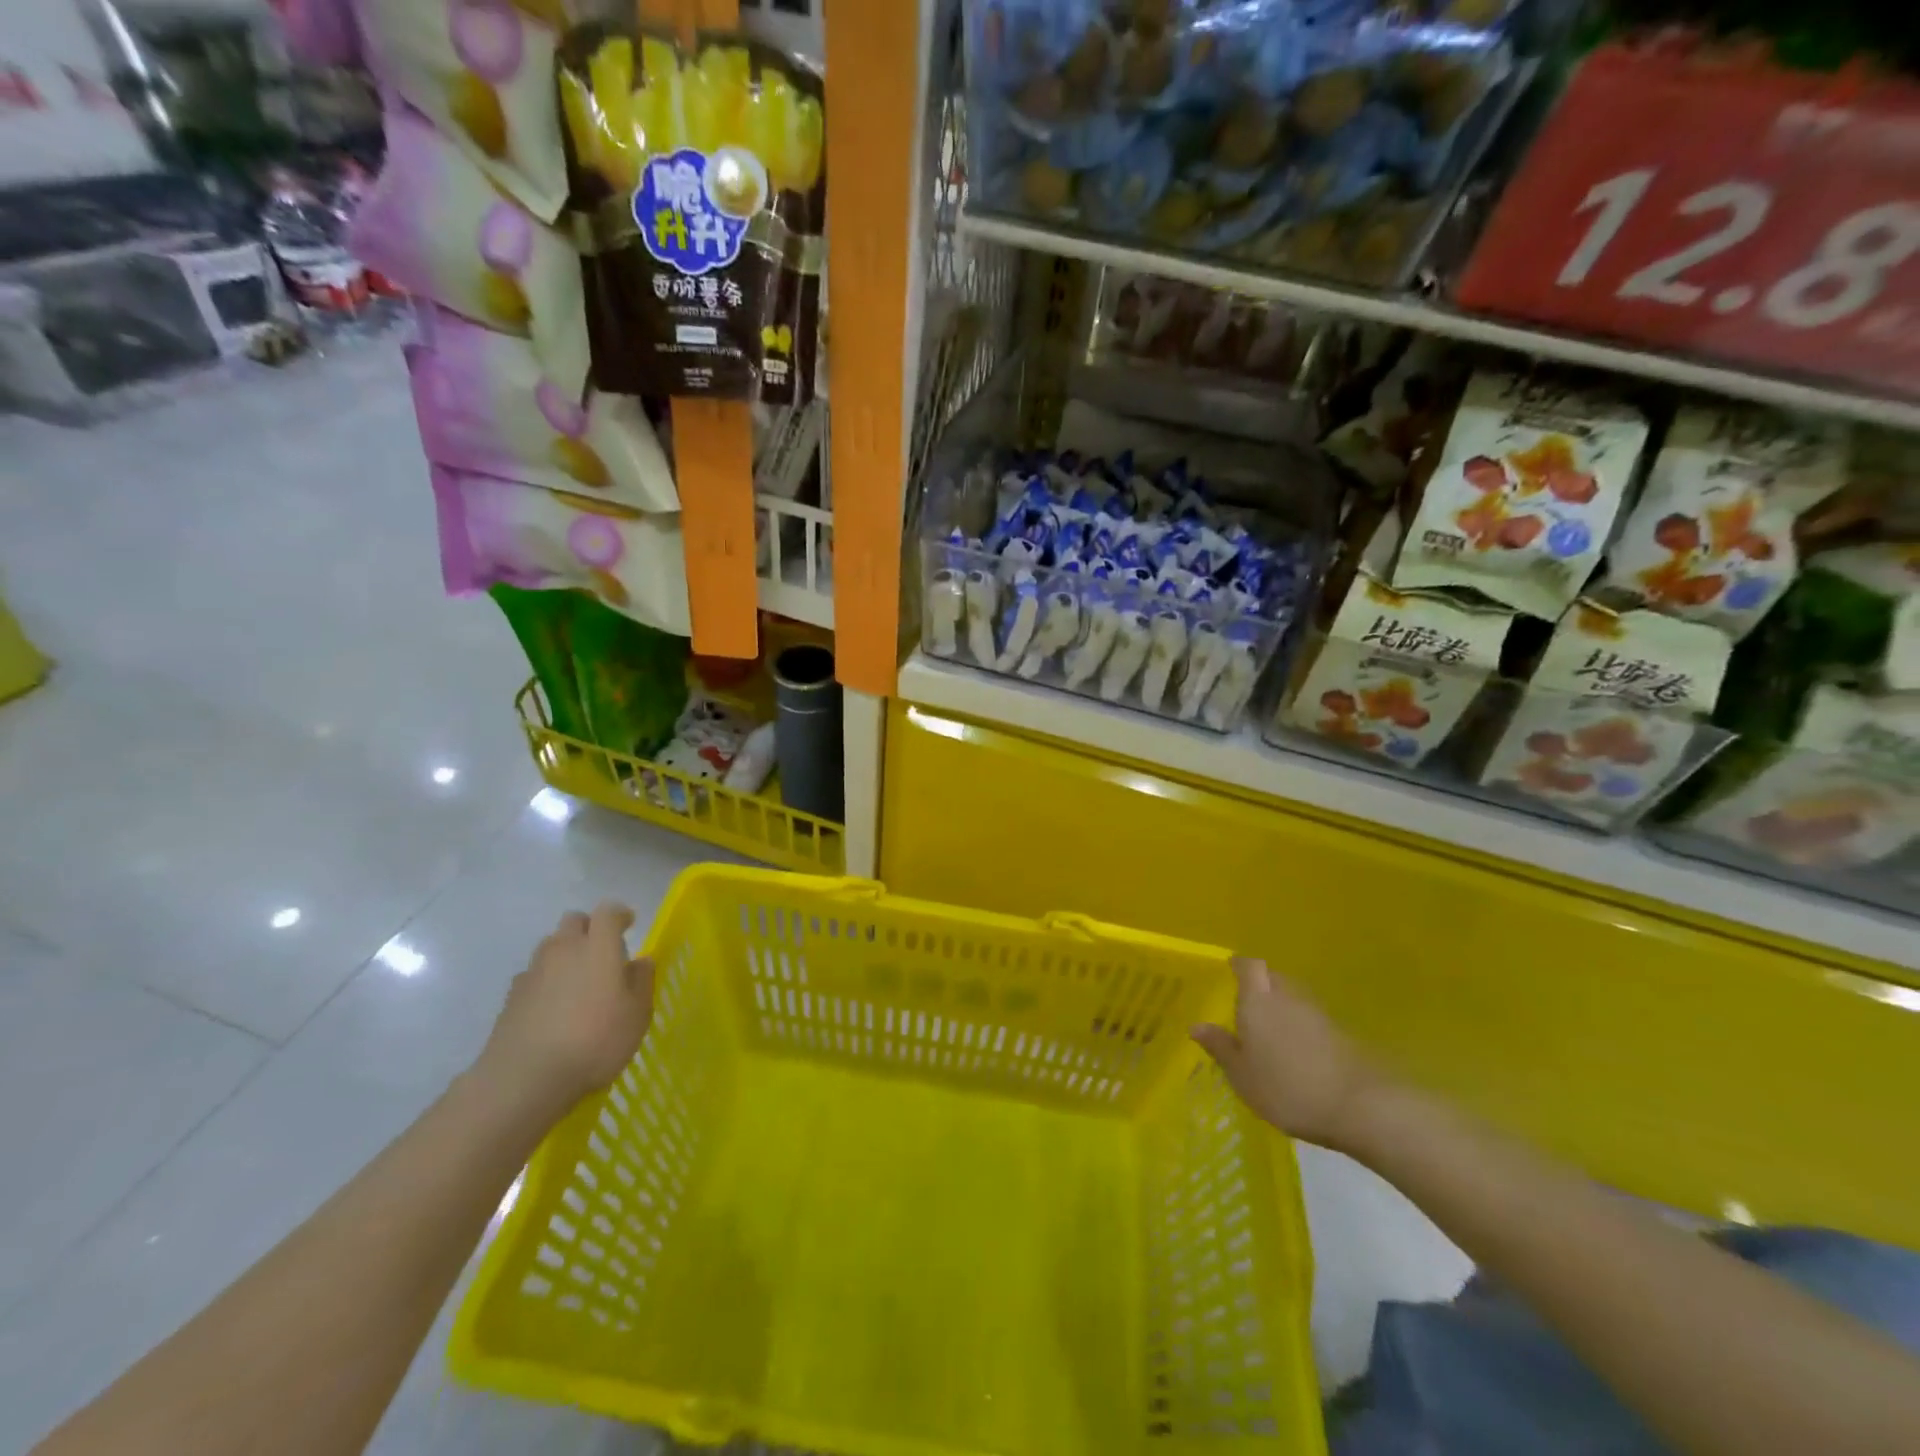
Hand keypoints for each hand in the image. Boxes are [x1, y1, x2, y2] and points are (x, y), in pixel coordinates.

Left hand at [474, 901, 652, 1118]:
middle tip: (603, 951)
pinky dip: (546, 980)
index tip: (629, 924)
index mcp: (598, 947)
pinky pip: (533, 975)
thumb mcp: (637, 1014)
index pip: (608, 912)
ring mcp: (533, 972)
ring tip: (578, 981)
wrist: (525, 1078)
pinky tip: (553, 1007)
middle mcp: (563, 950)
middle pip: (573, 921)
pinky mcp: (511, 997)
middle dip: (589, 928)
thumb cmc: (595, 1040)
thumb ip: (641, 981)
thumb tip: (640, 961)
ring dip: (566, 953)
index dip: (619, 914)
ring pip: (550, 946)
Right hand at [1192, 958, 1385, 1151]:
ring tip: (1270, 1030)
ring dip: (1282, 1007)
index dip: (1240, 965)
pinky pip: (1312, 1020)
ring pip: (1294, 998)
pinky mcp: (1342, 1034)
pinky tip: (1297, 1052)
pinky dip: (1301, 1028)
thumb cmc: (1287, 1087)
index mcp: (1259, 1000)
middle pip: (1273, 978)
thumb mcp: (1242, 1075)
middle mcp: (1288, 997)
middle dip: (1260, 986)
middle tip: (1246, 1004)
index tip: (1231, 969)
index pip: (1249, 967)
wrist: (1360, 1106)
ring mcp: (1319, 1014)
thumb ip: (1220, 1047)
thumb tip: (1196, 1025)